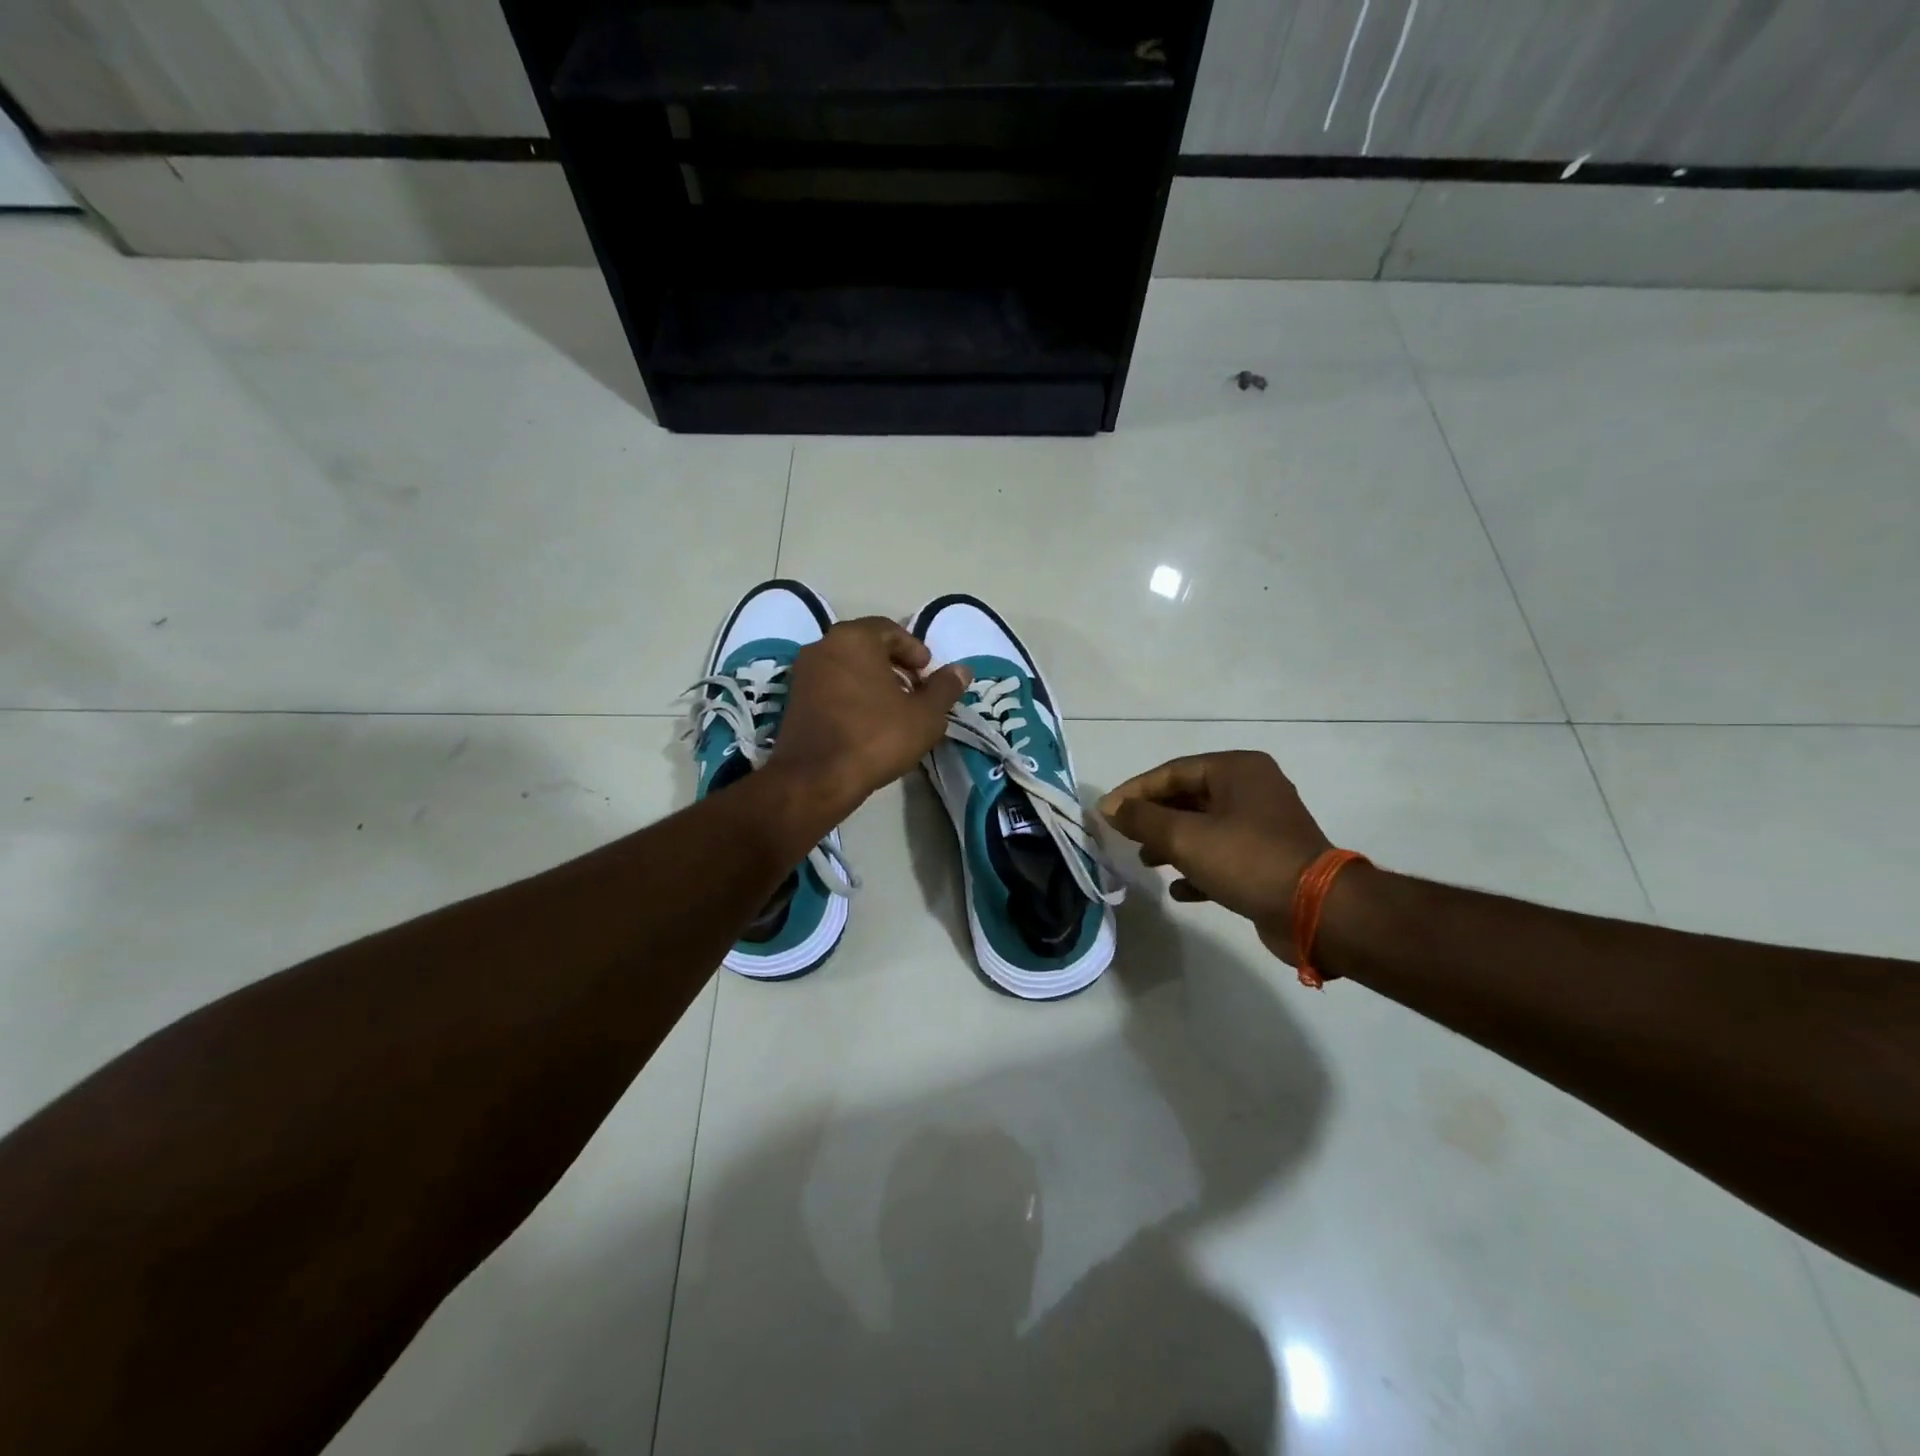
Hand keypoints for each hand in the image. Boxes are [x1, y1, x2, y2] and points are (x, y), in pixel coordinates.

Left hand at [768, 617, 970, 822]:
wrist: (816, 778)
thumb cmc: (876, 737)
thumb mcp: (925, 715)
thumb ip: (945, 688)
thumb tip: (962, 669)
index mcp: (853, 638)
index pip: (890, 630)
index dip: (914, 650)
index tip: (928, 673)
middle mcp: (823, 646)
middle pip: (866, 646)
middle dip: (894, 665)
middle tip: (915, 690)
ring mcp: (803, 673)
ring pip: (847, 666)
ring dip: (872, 680)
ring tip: (894, 709)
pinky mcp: (794, 700)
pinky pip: (830, 686)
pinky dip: (851, 694)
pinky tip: (867, 722)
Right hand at [1100, 751, 1333, 962]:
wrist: (1317, 911)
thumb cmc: (1247, 860)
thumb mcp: (1185, 837)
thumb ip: (1142, 818)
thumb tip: (1109, 807)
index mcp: (1236, 770)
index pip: (1172, 772)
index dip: (1135, 791)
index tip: (1105, 813)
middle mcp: (1252, 789)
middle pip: (1188, 798)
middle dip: (1153, 819)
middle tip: (1124, 837)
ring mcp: (1263, 825)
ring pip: (1204, 828)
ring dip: (1172, 844)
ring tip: (1146, 862)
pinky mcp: (1268, 859)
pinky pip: (1223, 856)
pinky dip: (1198, 869)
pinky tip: (1178, 890)